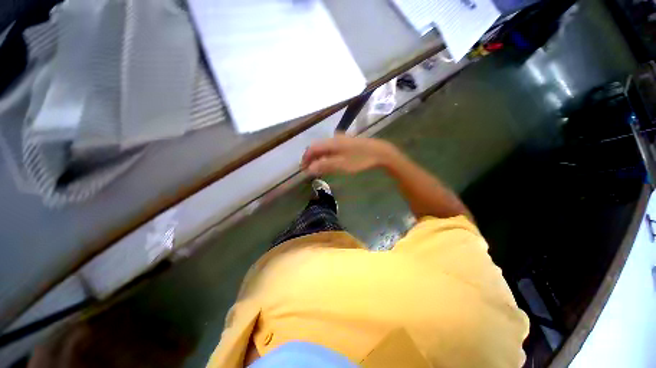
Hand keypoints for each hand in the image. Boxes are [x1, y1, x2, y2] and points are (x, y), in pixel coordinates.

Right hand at [301, 134, 397, 174]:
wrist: (379, 152)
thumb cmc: (360, 159)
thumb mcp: (342, 165)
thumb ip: (324, 166)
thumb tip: (309, 169)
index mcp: (331, 142)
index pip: (312, 148)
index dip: (306, 158)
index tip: (303, 169)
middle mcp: (334, 138)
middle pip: (318, 147)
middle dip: (312, 158)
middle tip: (310, 170)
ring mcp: (341, 140)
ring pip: (325, 148)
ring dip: (319, 157)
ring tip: (318, 168)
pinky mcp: (347, 143)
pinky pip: (332, 148)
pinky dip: (327, 156)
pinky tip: (330, 162)